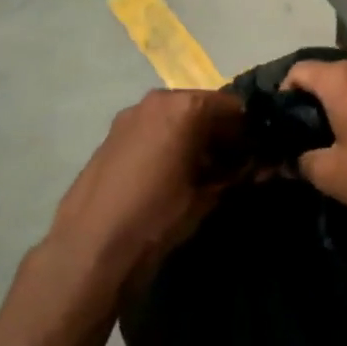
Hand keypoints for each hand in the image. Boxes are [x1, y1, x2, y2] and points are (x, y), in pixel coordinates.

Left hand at [47, 88, 243, 283]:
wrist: (91, 244)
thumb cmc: (158, 215)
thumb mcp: (207, 197)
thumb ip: (234, 175)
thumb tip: (253, 167)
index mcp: (185, 106)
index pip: (233, 107)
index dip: (248, 131)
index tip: (255, 155)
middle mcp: (157, 100)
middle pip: (202, 108)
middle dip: (219, 132)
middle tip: (231, 165)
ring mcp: (130, 115)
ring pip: (175, 118)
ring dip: (192, 137)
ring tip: (199, 173)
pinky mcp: (111, 135)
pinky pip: (152, 129)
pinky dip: (167, 142)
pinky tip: (168, 175)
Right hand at [280, 58, 346, 244]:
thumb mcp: (328, 174)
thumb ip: (301, 161)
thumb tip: (291, 161)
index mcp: (342, 80)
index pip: (299, 71)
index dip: (283, 93)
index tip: (282, 120)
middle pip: (327, 73)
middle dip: (313, 97)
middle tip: (304, 129)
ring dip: (340, 101)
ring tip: (334, 133)